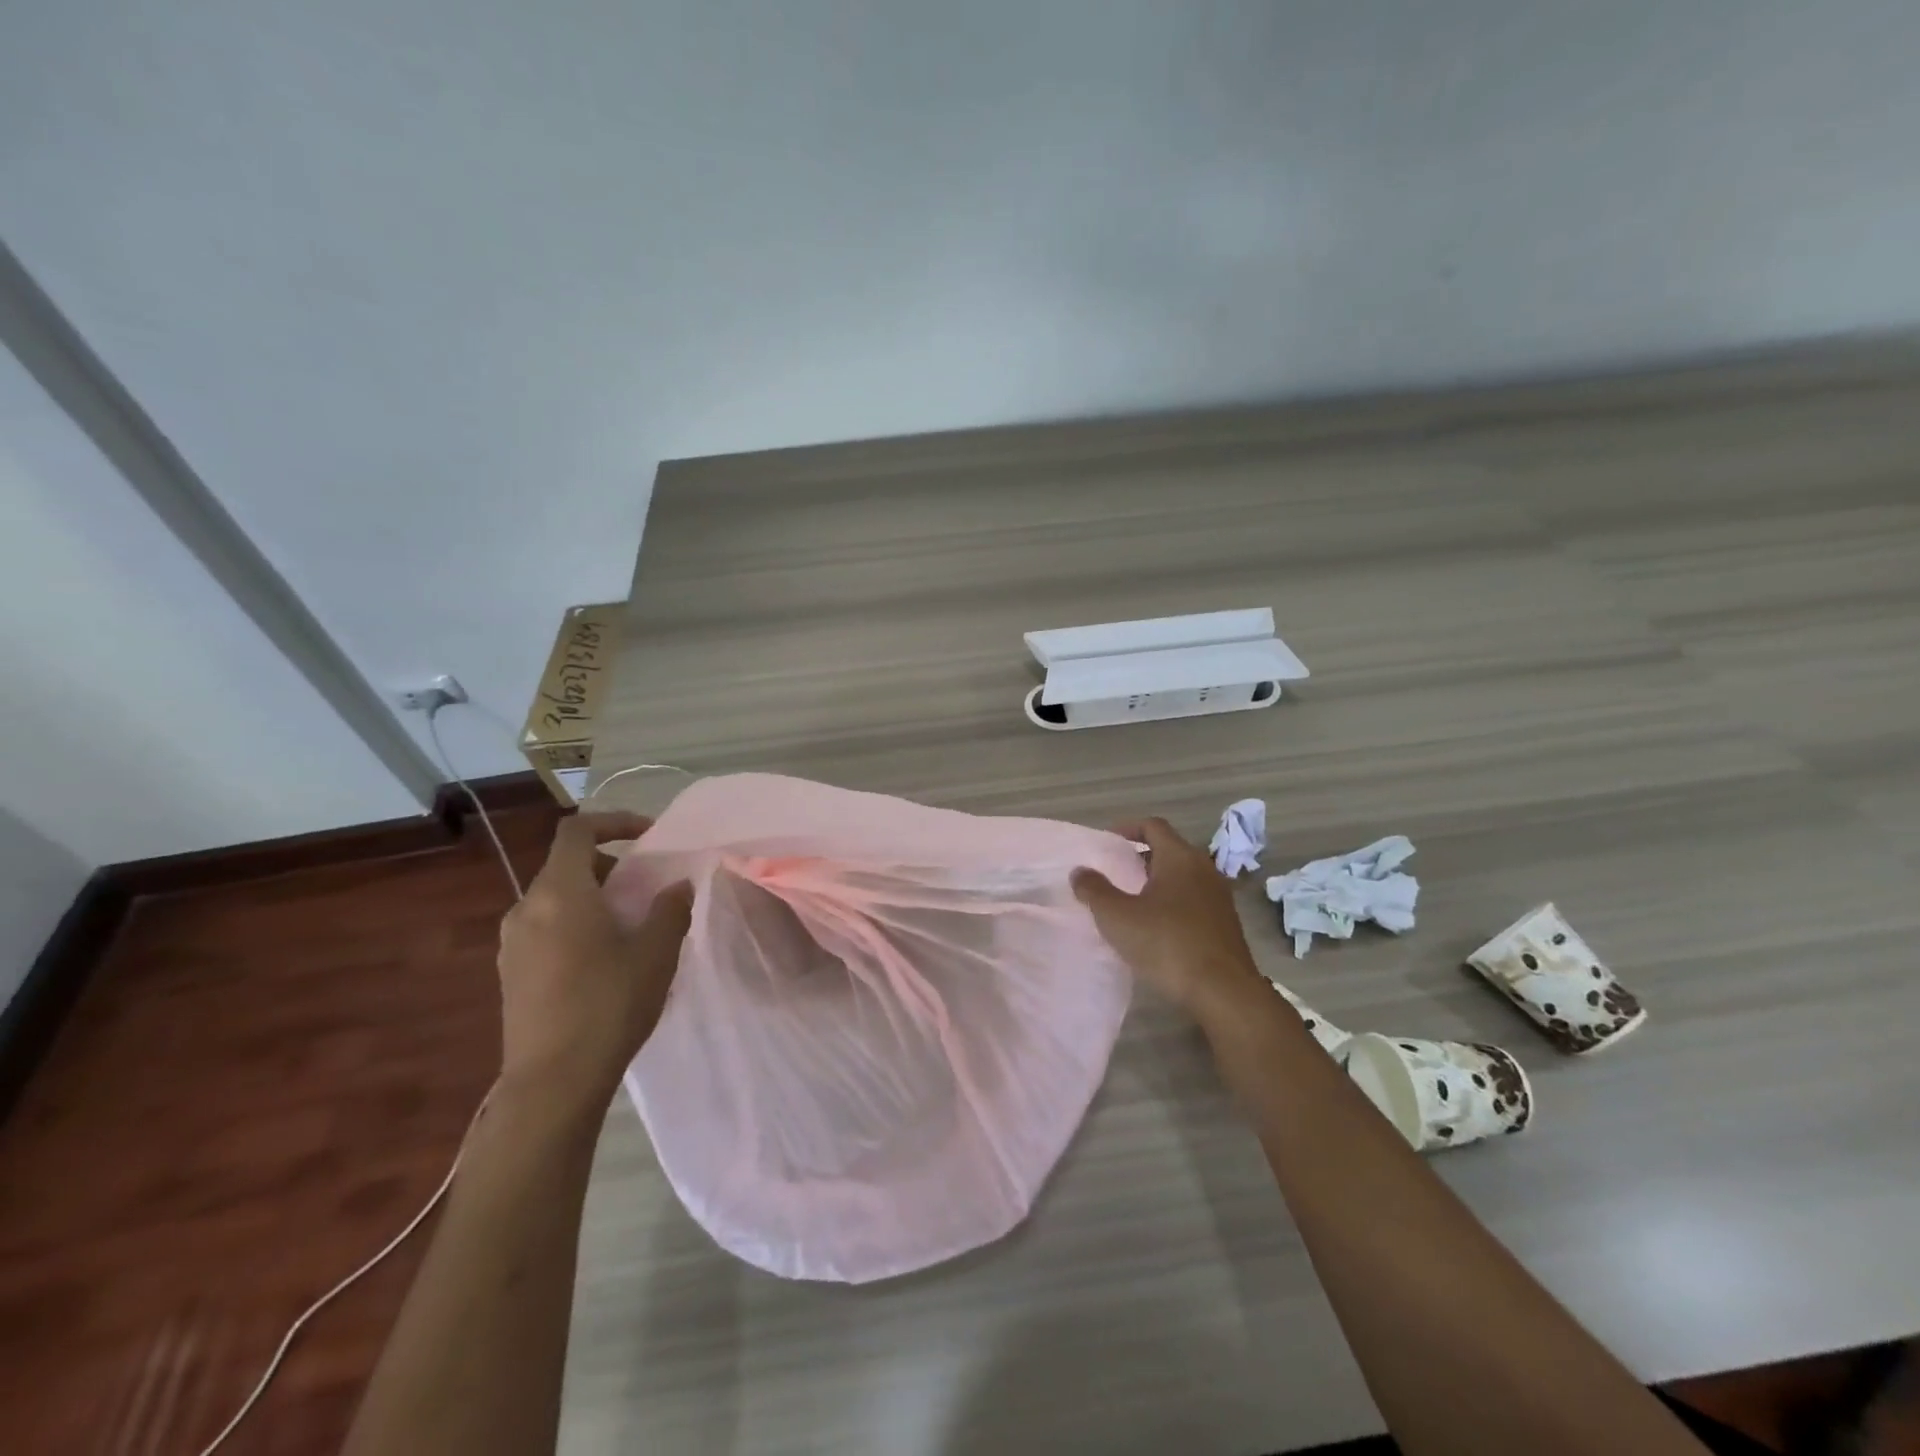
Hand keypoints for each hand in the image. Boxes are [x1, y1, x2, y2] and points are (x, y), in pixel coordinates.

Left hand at [495, 812, 692, 1112]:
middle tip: (645, 887)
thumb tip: (676, 886)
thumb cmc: (610, 1004)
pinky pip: (545, 927)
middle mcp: (527, 908)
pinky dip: (575, 923)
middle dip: (609, 865)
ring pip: (555, 898)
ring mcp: (512, 942)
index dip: (613, 821)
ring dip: (592, 896)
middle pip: (566, 864)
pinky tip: (602, 959)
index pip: (576, 830)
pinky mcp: (511, 972)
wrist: (553, 1081)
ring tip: (628, 924)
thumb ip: (670, 909)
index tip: (647, 835)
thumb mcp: (656, 952)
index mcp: (560, 892)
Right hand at [1072, 817, 1267, 1020]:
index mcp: (1180, 858)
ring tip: (1132, 902)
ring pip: (1182, 877)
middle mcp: (1204, 869)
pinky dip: (1172, 903)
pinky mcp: (1225, 924)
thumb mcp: (1118, 917)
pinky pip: (1193, 901)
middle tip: (1115, 874)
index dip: (1128, 828)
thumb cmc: (1166, 943)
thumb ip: (1094, 890)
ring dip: (1157, 883)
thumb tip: (1080, 871)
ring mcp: (1219, 897)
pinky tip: (1156, 928)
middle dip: (1140, 858)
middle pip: (1169, 850)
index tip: (1107, 841)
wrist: (1223, 992)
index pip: (1153, 826)